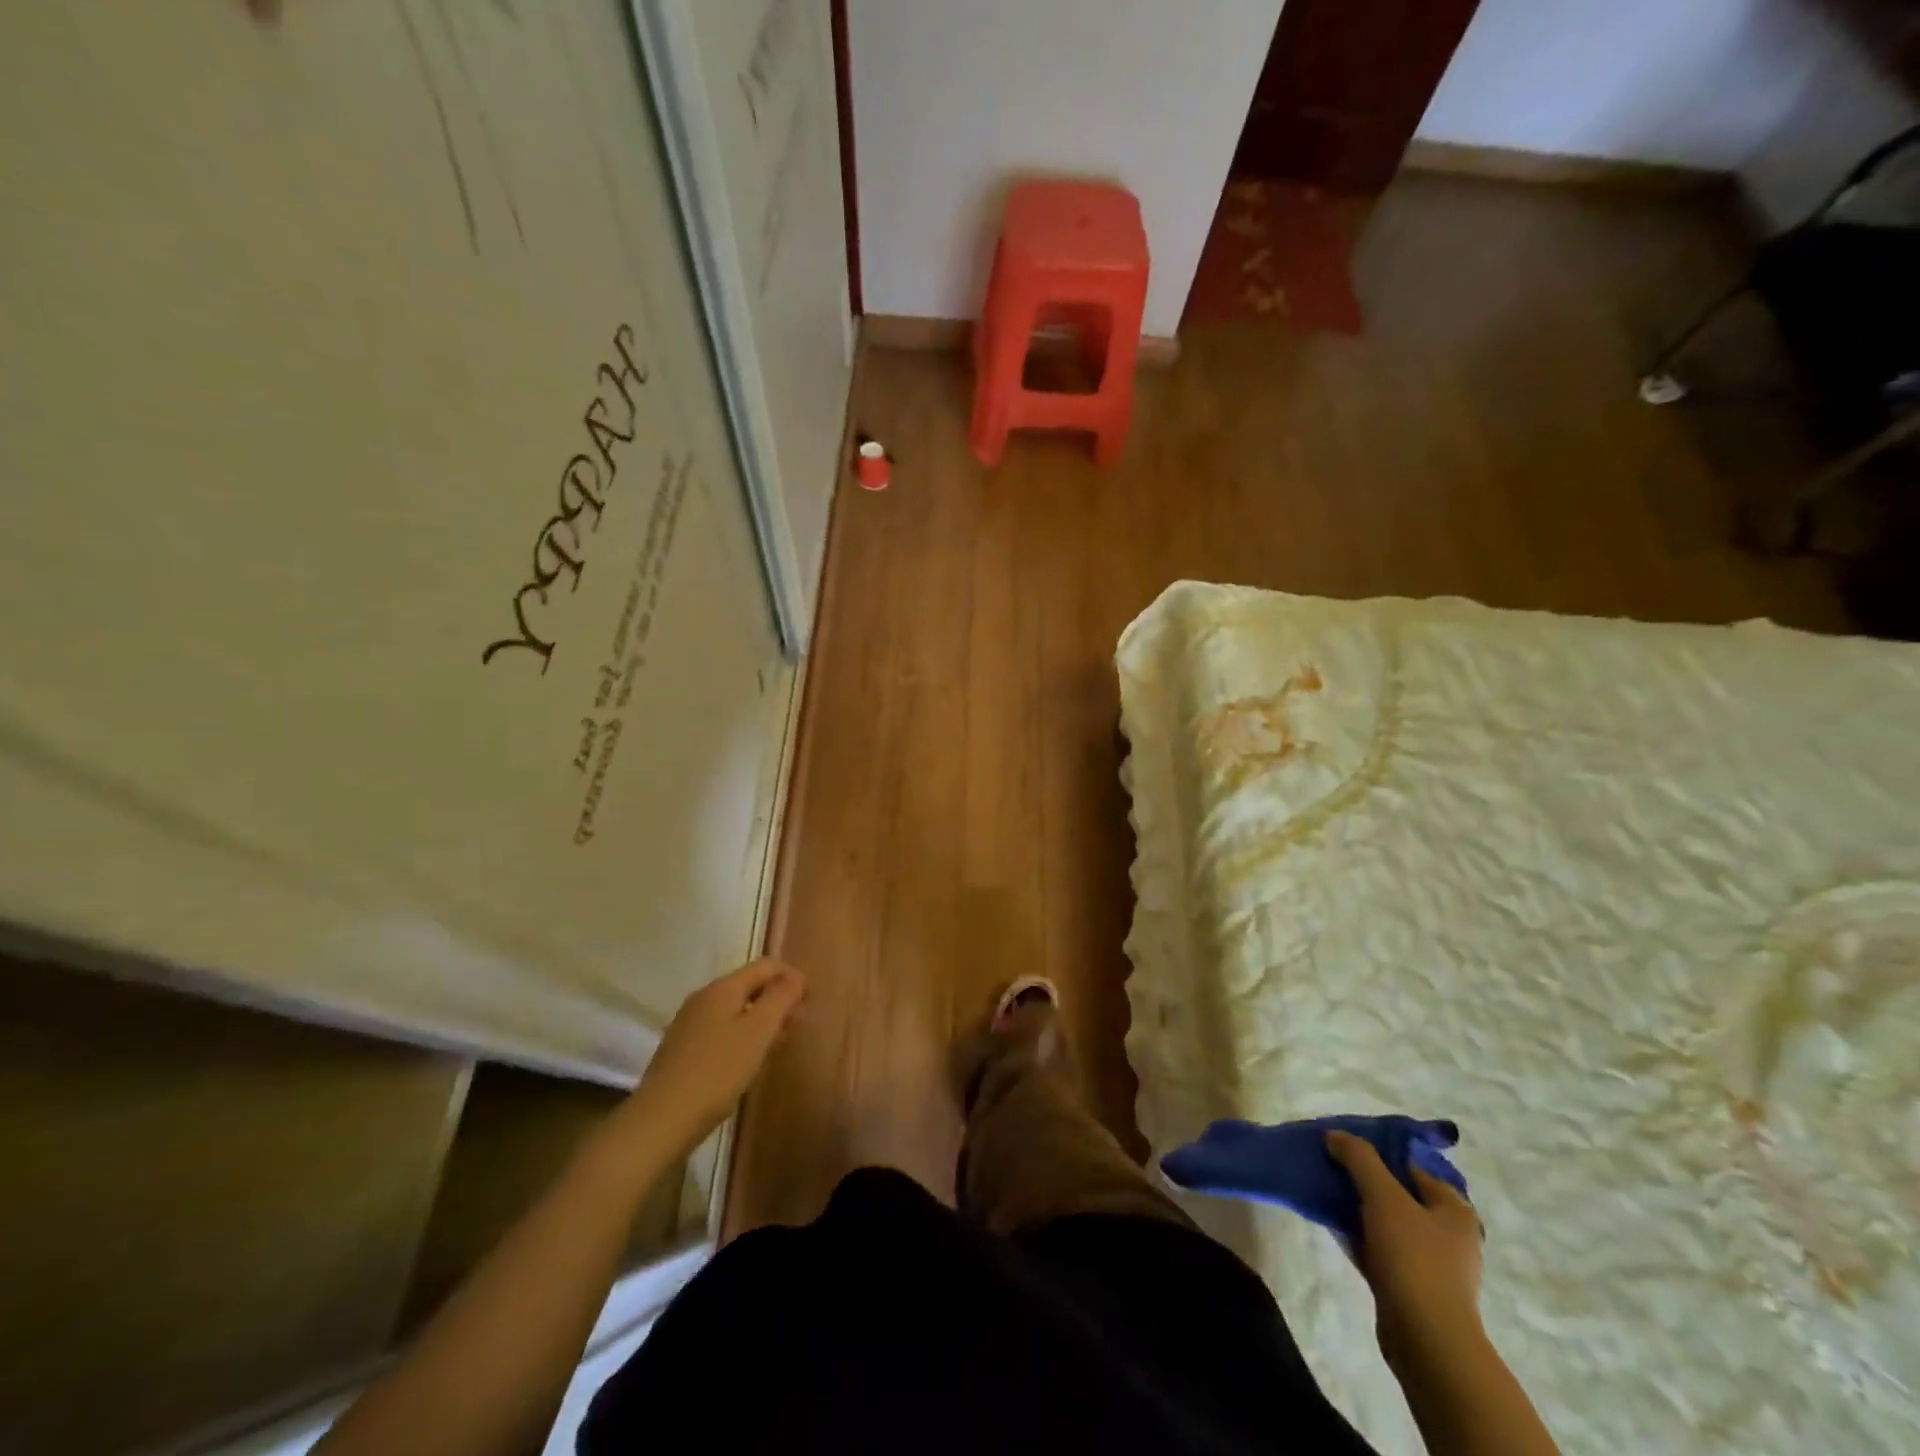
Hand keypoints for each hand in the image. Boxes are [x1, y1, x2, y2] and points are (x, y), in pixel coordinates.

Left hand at [625, 959, 805, 1155]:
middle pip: (748, 985)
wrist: (660, 1120)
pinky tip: (747, 1060)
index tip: (810, 1001)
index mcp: (722, 988)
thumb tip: (794, 976)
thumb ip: (780, 998)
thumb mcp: (757, 1032)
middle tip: (798, 1023)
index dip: (792, 977)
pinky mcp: (681, 1049)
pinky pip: (720, 1029)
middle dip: (777, 998)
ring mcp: (688, 1023)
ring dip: (760, 1018)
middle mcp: (703, 997)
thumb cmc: (717, 1072)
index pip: (765, 966)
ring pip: (734, 1009)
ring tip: (778, 1042)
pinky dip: (741, 1034)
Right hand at [1327, 1130, 1483, 1361]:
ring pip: (1387, 1224)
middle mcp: (1449, 1235)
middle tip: (1331, 1168)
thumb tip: (1335, 1135)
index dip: (1377, 1152)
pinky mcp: (1412, 1289)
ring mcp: (1432, 1265)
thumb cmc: (1413, 1258)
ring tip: (1325, 1193)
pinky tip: (1332, 1226)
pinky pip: (1380, 1250)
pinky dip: (1358, 1237)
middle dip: (1364, 1181)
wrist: (1426, 1340)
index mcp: (1454, 1210)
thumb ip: (1359, 1158)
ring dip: (1358, 1209)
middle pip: (1398, 1195)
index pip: (1411, 1167)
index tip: (1343, 1147)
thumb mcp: (1383, 1195)